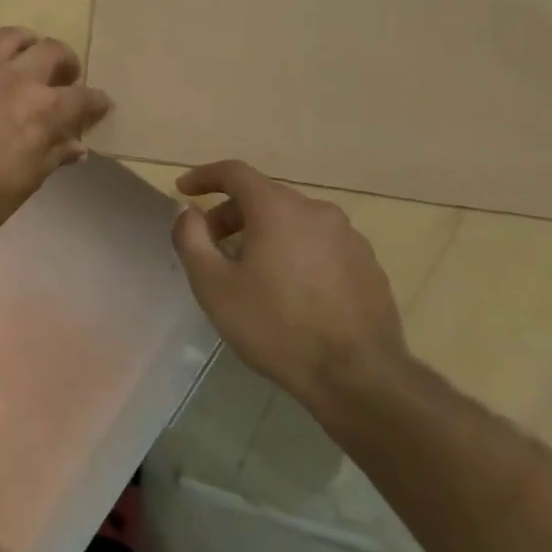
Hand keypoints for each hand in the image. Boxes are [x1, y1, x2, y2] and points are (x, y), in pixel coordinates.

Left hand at [0, 27, 112, 244]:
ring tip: (24, 54)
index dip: (96, 101)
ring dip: (23, 42)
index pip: (83, 97)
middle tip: (62, 75)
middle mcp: (17, 79)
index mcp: (45, 108)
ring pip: (9, 37)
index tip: (100, 105)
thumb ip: (55, 154)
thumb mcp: (32, 179)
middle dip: (65, 61)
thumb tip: (77, 147)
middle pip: (51, 51)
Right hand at [170, 161, 409, 414]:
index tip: (183, 190)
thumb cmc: (276, 326)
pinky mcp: (368, 266)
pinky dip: (295, 251)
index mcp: (278, 208)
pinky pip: (319, 245)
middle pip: (264, 197)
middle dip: (231, 213)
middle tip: (211, 244)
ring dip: (264, 233)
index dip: (204, 177)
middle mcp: (316, 211)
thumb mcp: (213, 285)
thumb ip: (191, 238)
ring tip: (249, 270)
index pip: (234, 172)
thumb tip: (189, 212)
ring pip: (294, 221)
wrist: (359, 378)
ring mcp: (349, 238)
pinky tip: (288, 290)